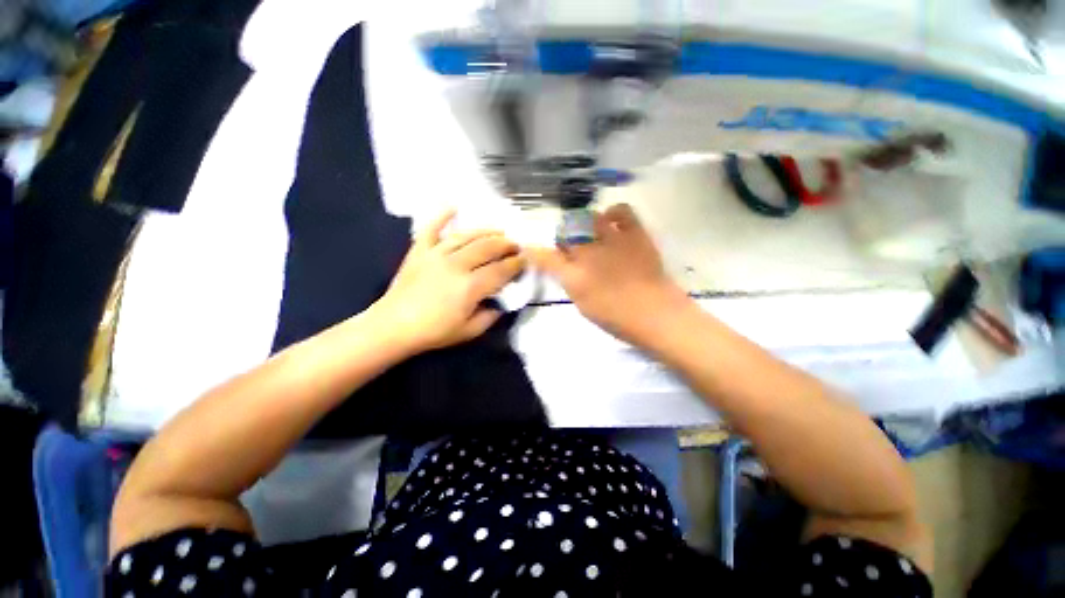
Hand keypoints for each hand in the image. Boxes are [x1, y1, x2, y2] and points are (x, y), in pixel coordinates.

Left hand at [376, 209, 525, 352]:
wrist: (393, 326)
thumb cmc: (434, 332)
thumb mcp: (469, 331)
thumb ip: (491, 316)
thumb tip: (503, 303)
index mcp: (470, 286)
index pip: (501, 270)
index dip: (516, 264)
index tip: (525, 260)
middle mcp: (456, 264)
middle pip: (488, 248)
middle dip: (506, 245)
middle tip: (516, 245)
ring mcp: (436, 254)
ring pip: (467, 236)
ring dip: (486, 231)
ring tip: (499, 231)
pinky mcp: (419, 250)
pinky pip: (431, 228)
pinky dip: (442, 216)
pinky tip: (454, 206)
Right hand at [528, 203, 689, 345]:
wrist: (656, 314)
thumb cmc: (617, 319)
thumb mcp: (584, 306)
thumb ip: (571, 284)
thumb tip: (566, 269)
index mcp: (574, 277)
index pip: (546, 258)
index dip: (535, 252)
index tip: (530, 249)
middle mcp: (588, 254)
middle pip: (566, 232)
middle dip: (563, 237)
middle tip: (571, 247)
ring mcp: (612, 240)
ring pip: (588, 217)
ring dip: (584, 224)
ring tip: (590, 232)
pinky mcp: (635, 233)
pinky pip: (621, 210)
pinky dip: (613, 213)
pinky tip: (612, 222)